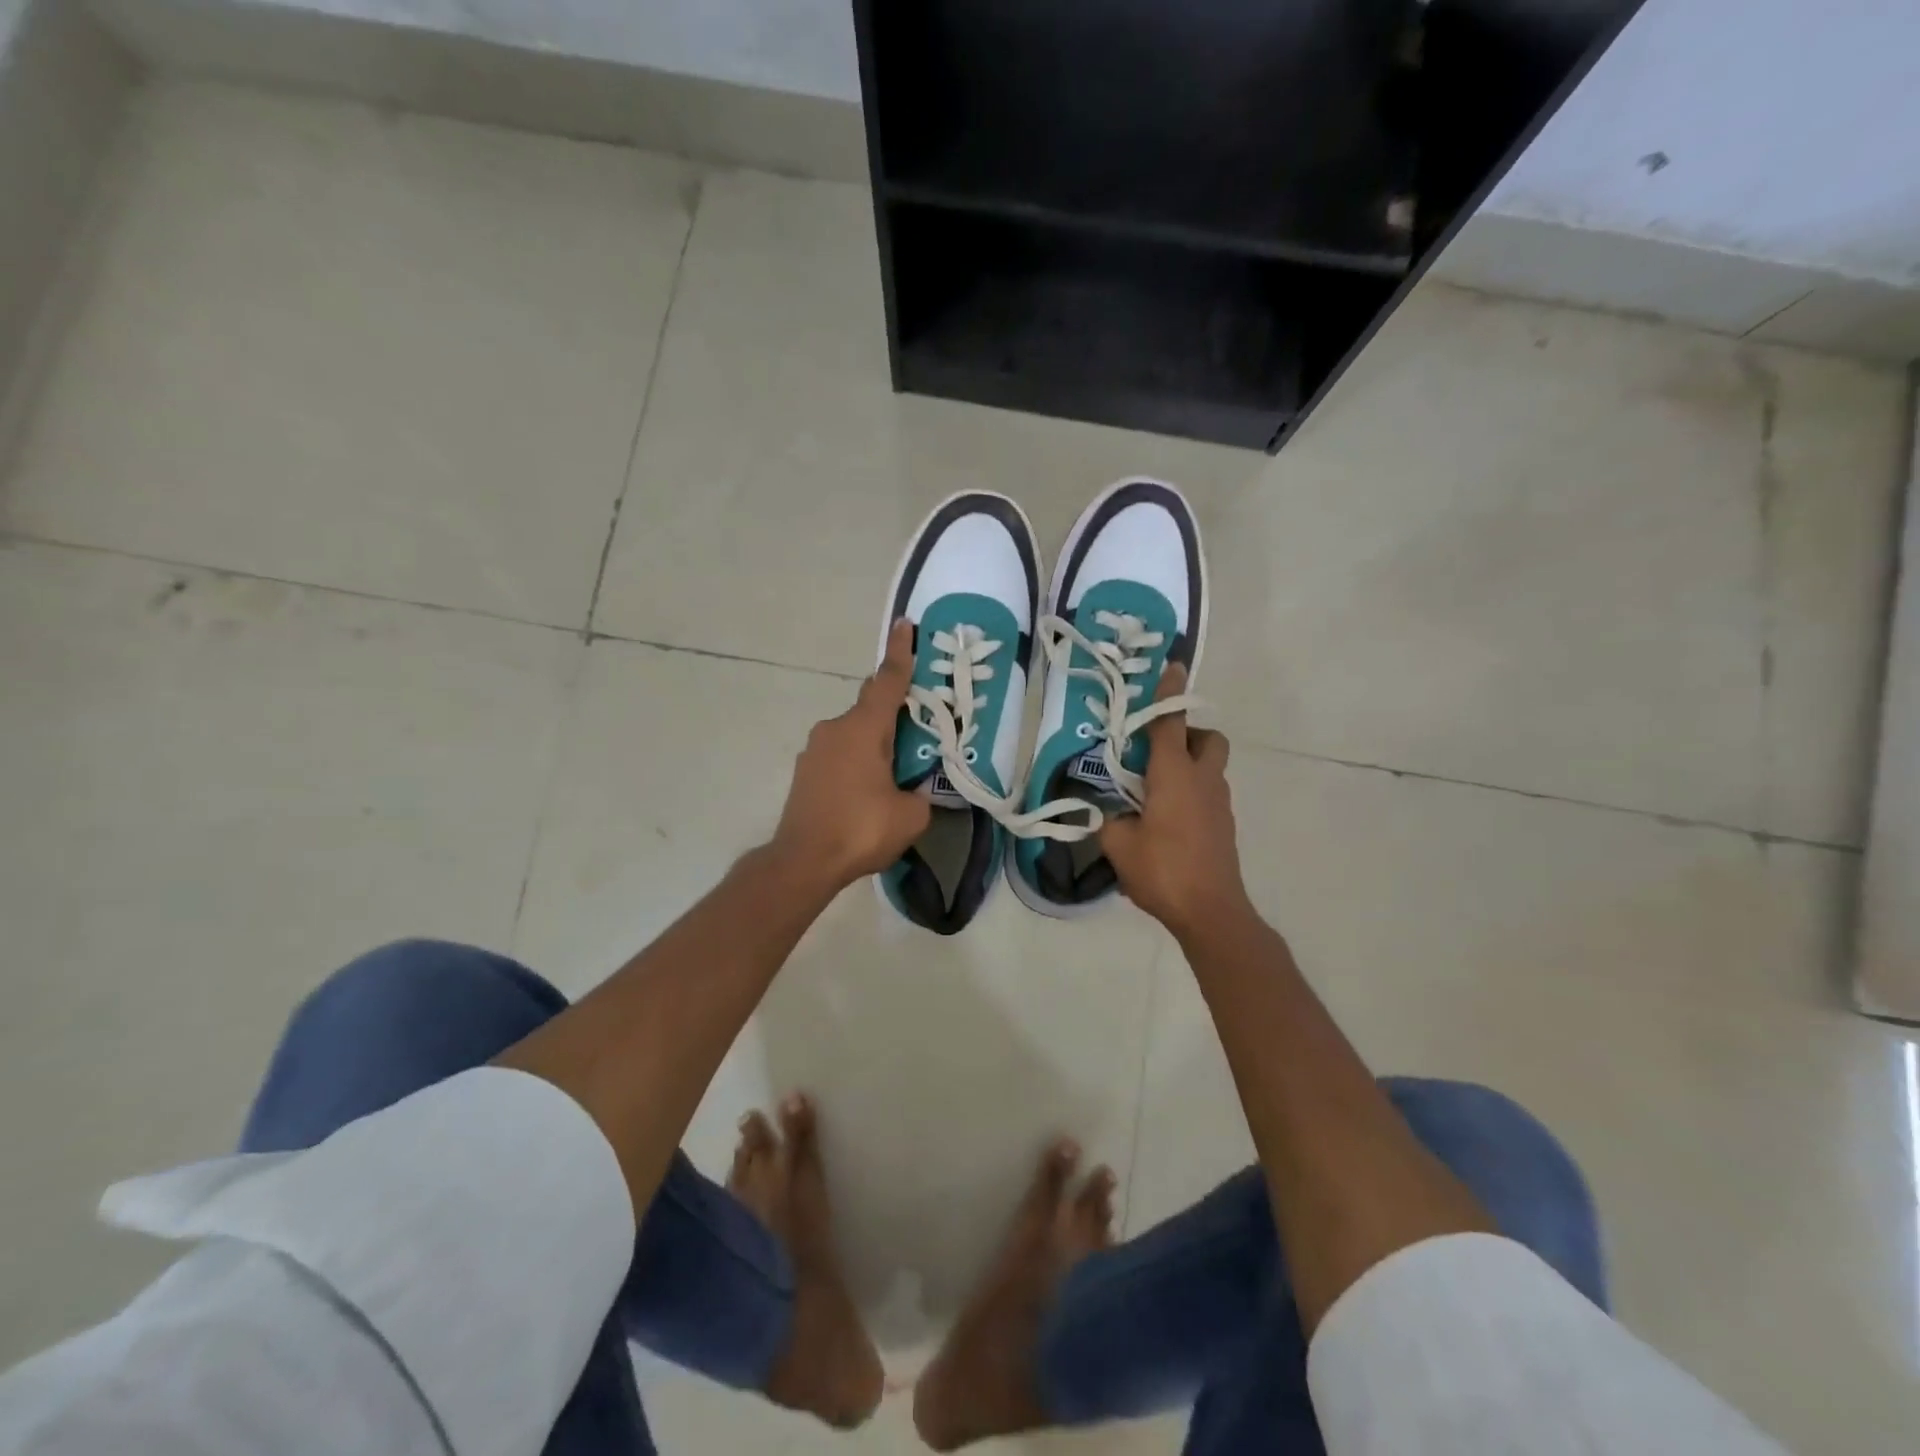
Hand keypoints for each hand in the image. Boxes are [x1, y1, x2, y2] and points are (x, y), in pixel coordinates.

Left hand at [770, 619, 931, 889]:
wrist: (803, 861)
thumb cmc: (860, 830)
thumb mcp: (910, 815)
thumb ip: (919, 794)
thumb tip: (912, 791)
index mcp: (864, 729)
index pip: (888, 682)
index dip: (900, 653)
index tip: (904, 625)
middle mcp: (835, 729)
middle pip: (871, 708)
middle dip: (894, 712)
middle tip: (918, 728)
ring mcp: (815, 750)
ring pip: (854, 734)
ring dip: (875, 743)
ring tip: (894, 773)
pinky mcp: (805, 772)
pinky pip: (840, 755)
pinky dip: (857, 762)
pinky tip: (867, 792)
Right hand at [1100, 664, 1253, 939]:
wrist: (1211, 911)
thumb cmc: (1163, 870)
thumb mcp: (1119, 844)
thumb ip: (1109, 820)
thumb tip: (1108, 813)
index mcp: (1174, 775)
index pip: (1170, 723)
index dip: (1168, 694)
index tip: (1171, 667)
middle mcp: (1203, 780)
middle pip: (1209, 739)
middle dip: (1189, 735)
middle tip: (1157, 753)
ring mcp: (1219, 804)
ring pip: (1211, 768)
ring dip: (1189, 766)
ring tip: (1155, 792)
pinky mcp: (1224, 826)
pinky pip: (1209, 795)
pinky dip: (1191, 794)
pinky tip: (1167, 821)